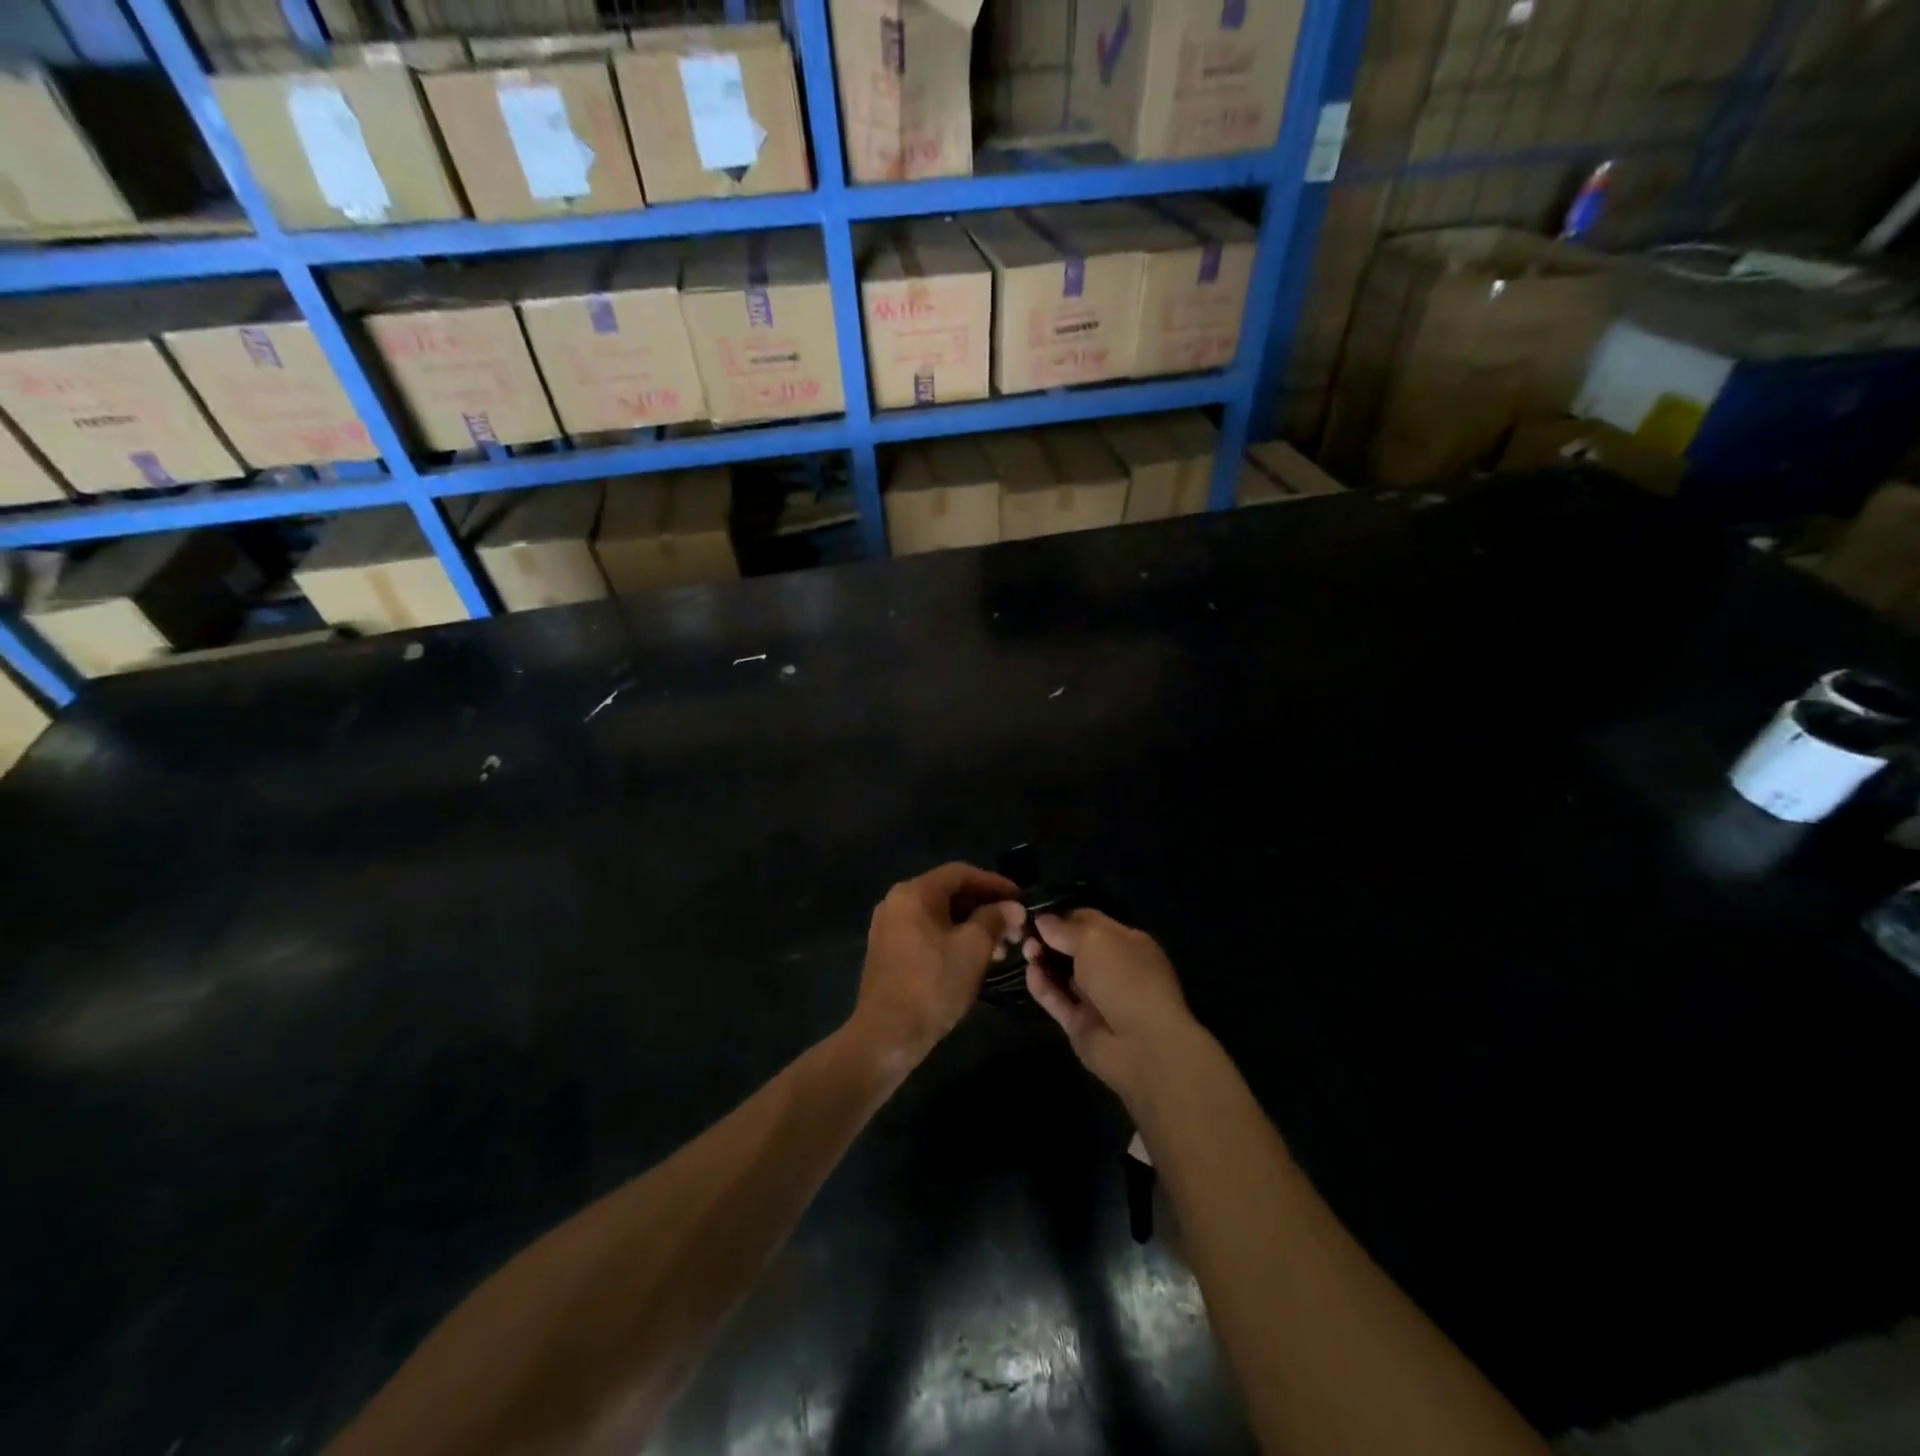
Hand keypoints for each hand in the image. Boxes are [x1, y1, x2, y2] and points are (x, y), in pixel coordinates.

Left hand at [850, 863, 1025, 1071]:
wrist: (887, 1036)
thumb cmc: (932, 984)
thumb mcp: (973, 949)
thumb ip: (995, 920)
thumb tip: (1014, 907)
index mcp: (913, 893)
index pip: (961, 873)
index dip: (995, 883)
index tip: (1022, 898)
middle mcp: (897, 903)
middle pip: (949, 893)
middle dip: (986, 908)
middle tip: (1015, 928)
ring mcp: (890, 929)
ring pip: (940, 917)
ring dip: (973, 927)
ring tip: (1002, 949)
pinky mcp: (889, 953)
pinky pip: (928, 934)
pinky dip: (954, 940)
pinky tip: (975, 961)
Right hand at [1024, 909, 1198, 1104]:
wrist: (1142, 1044)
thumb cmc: (1124, 977)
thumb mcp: (1095, 939)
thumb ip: (1065, 928)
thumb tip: (1042, 919)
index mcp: (1125, 942)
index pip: (1089, 921)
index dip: (1062, 915)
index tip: (1034, 912)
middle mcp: (1111, 968)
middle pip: (1072, 948)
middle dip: (1048, 939)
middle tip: (1025, 934)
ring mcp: (1095, 998)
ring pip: (1062, 974)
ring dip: (1043, 961)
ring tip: (1026, 952)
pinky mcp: (1080, 1024)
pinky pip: (1057, 1000)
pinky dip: (1043, 987)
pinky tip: (1030, 974)